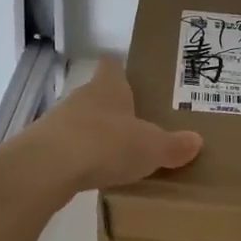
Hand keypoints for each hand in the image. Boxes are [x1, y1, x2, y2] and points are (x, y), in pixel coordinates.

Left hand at [16, 58, 202, 193]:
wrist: (48, 167)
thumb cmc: (107, 144)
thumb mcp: (151, 148)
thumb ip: (173, 145)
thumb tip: (196, 141)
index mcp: (108, 87)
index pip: (112, 66)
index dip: (121, 70)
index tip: (133, 79)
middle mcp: (82, 97)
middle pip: (98, 95)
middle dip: (114, 109)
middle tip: (137, 125)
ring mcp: (59, 121)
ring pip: (82, 122)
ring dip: (96, 135)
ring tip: (117, 154)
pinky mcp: (44, 147)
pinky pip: (69, 148)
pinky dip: (80, 158)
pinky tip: (92, 174)